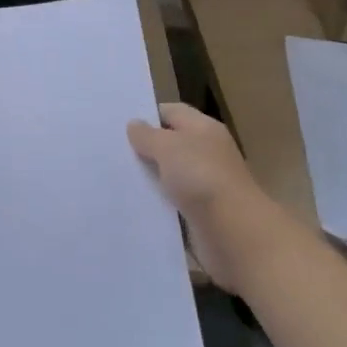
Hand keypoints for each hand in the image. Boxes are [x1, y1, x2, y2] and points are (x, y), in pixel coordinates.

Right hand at [128, 102, 261, 291]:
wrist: (235, 233)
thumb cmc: (201, 178)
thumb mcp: (168, 147)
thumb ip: (148, 135)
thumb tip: (135, 125)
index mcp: (204, 128)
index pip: (171, 112)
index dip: (147, 116)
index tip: (118, 126)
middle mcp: (207, 153)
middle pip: (170, 144)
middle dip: (144, 149)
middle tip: (111, 152)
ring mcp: (205, 185)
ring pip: (170, 176)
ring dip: (149, 179)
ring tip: (115, 179)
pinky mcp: (201, 214)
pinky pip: (173, 204)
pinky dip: (157, 204)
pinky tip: (134, 205)